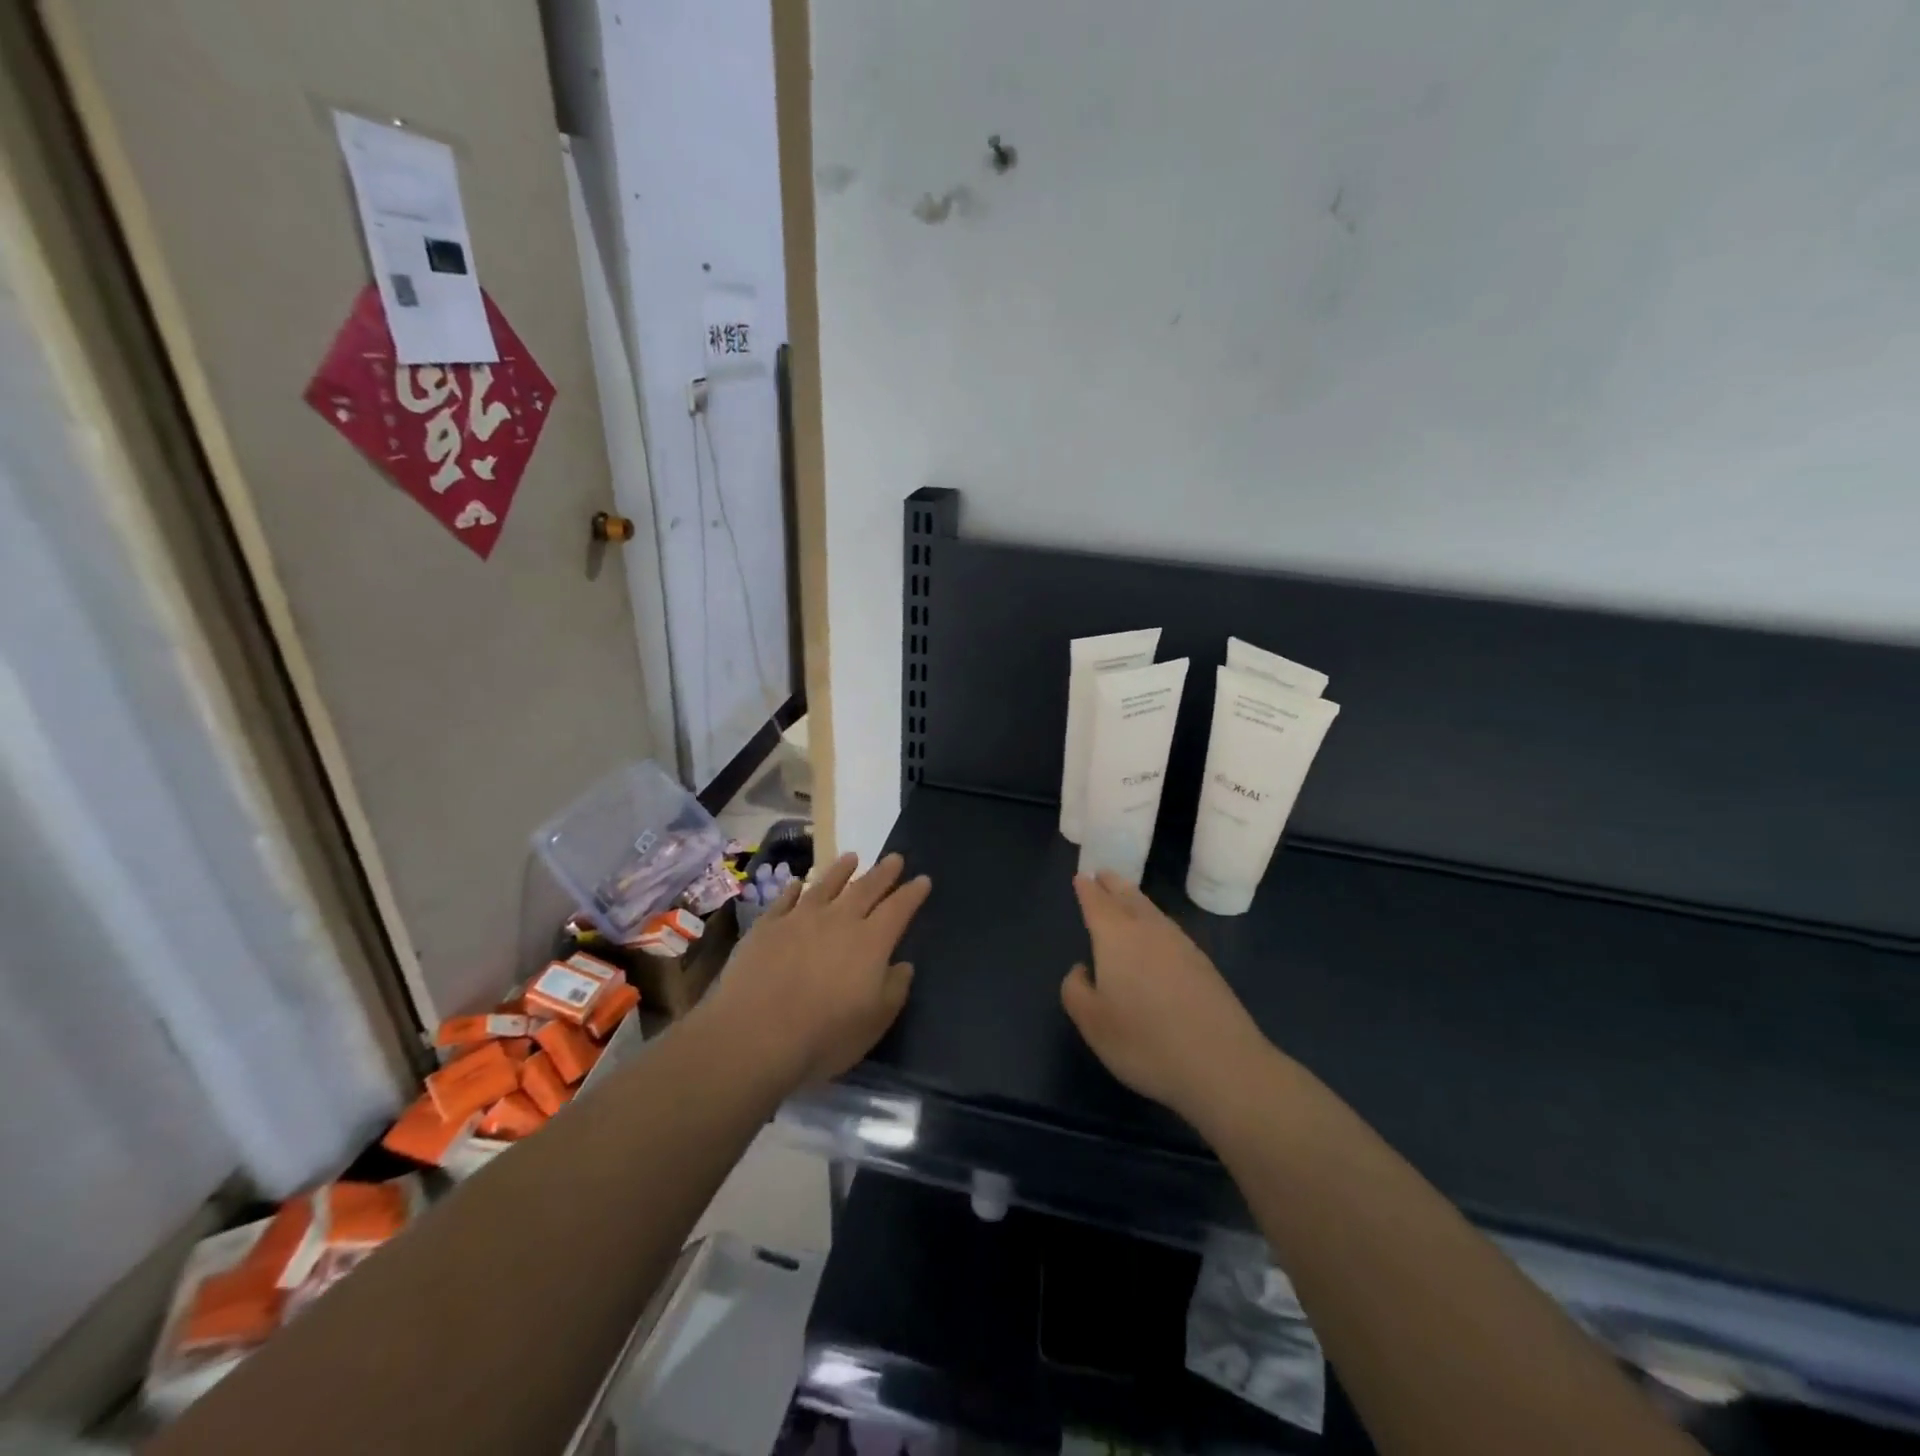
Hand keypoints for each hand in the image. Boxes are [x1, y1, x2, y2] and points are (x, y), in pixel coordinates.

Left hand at [702, 851, 930, 1088]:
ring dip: (841, 870)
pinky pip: (786, 899)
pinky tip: (799, 883)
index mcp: (871, 942)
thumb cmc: (824, 1036)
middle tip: (895, 858)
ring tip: (852, 857)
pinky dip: (795, 889)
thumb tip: (903, 965)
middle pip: (866, 888)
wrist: (754, 1035)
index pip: (899, 909)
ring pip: (826, 885)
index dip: (912, 893)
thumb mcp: (874, 1022)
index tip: (923, 879)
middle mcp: (839, 920)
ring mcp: (800, 919)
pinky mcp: (767, 926)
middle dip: (883, 873)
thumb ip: (894, 989)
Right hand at [1061, 871, 1272, 1123]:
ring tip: (1126, 897)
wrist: (1222, 1065)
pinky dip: (1156, 921)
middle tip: (1103, 874)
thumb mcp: (1092, 1023)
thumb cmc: (1144, 1042)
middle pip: (1128, 897)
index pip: (1097, 902)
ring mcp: (1181, 944)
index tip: (1081, 876)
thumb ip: (1076, 989)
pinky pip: (1169, 929)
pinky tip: (1157, 935)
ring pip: (1152, 910)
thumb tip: (1083, 969)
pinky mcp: (1203, 964)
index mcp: (1115, 936)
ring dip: (1135, 899)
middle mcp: (1148, 930)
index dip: (1087, 889)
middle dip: (1113, 884)